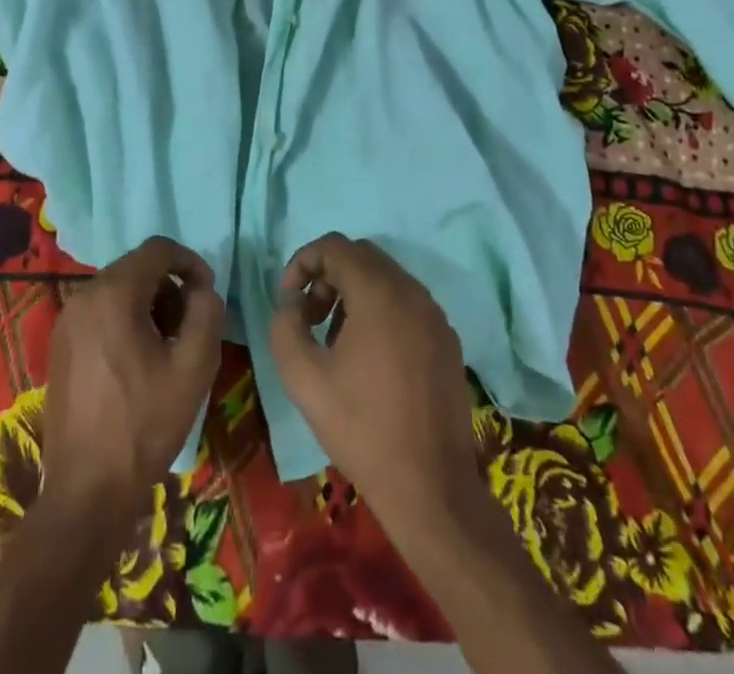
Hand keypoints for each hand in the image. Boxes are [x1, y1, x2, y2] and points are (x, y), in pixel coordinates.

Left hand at [43, 237, 223, 520]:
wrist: (87, 490)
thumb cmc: (145, 424)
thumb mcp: (194, 366)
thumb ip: (207, 312)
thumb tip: (202, 290)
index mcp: (114, 293)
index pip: (159, 248)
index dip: (191, 262)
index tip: (207, 294)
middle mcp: (84, 296)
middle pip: (138, 268)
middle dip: (170, 288)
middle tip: (189, 327)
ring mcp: (66, 320)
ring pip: (119, 290)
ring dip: (149, 305)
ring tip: (167, 349)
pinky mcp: (60, 345)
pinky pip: (100, 313)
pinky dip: (125, 321)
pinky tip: (138, 363)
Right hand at [268, 234, 478, 526]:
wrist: (431, 488)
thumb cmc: (362, 429)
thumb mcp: (304, 379)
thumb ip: (285, 327)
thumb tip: (292, 305)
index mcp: (379, 293)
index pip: (335, 246)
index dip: (303, 261)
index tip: (288, 298)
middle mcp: (412, 292)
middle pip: (361, 256)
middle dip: (327, 275)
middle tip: (308, 316)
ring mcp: (435, 315)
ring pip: (386, 278)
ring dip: (353, 293)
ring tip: (334, 339)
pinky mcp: (447, 340)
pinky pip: (407, 303)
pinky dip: (380, 310)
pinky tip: (369, 357)